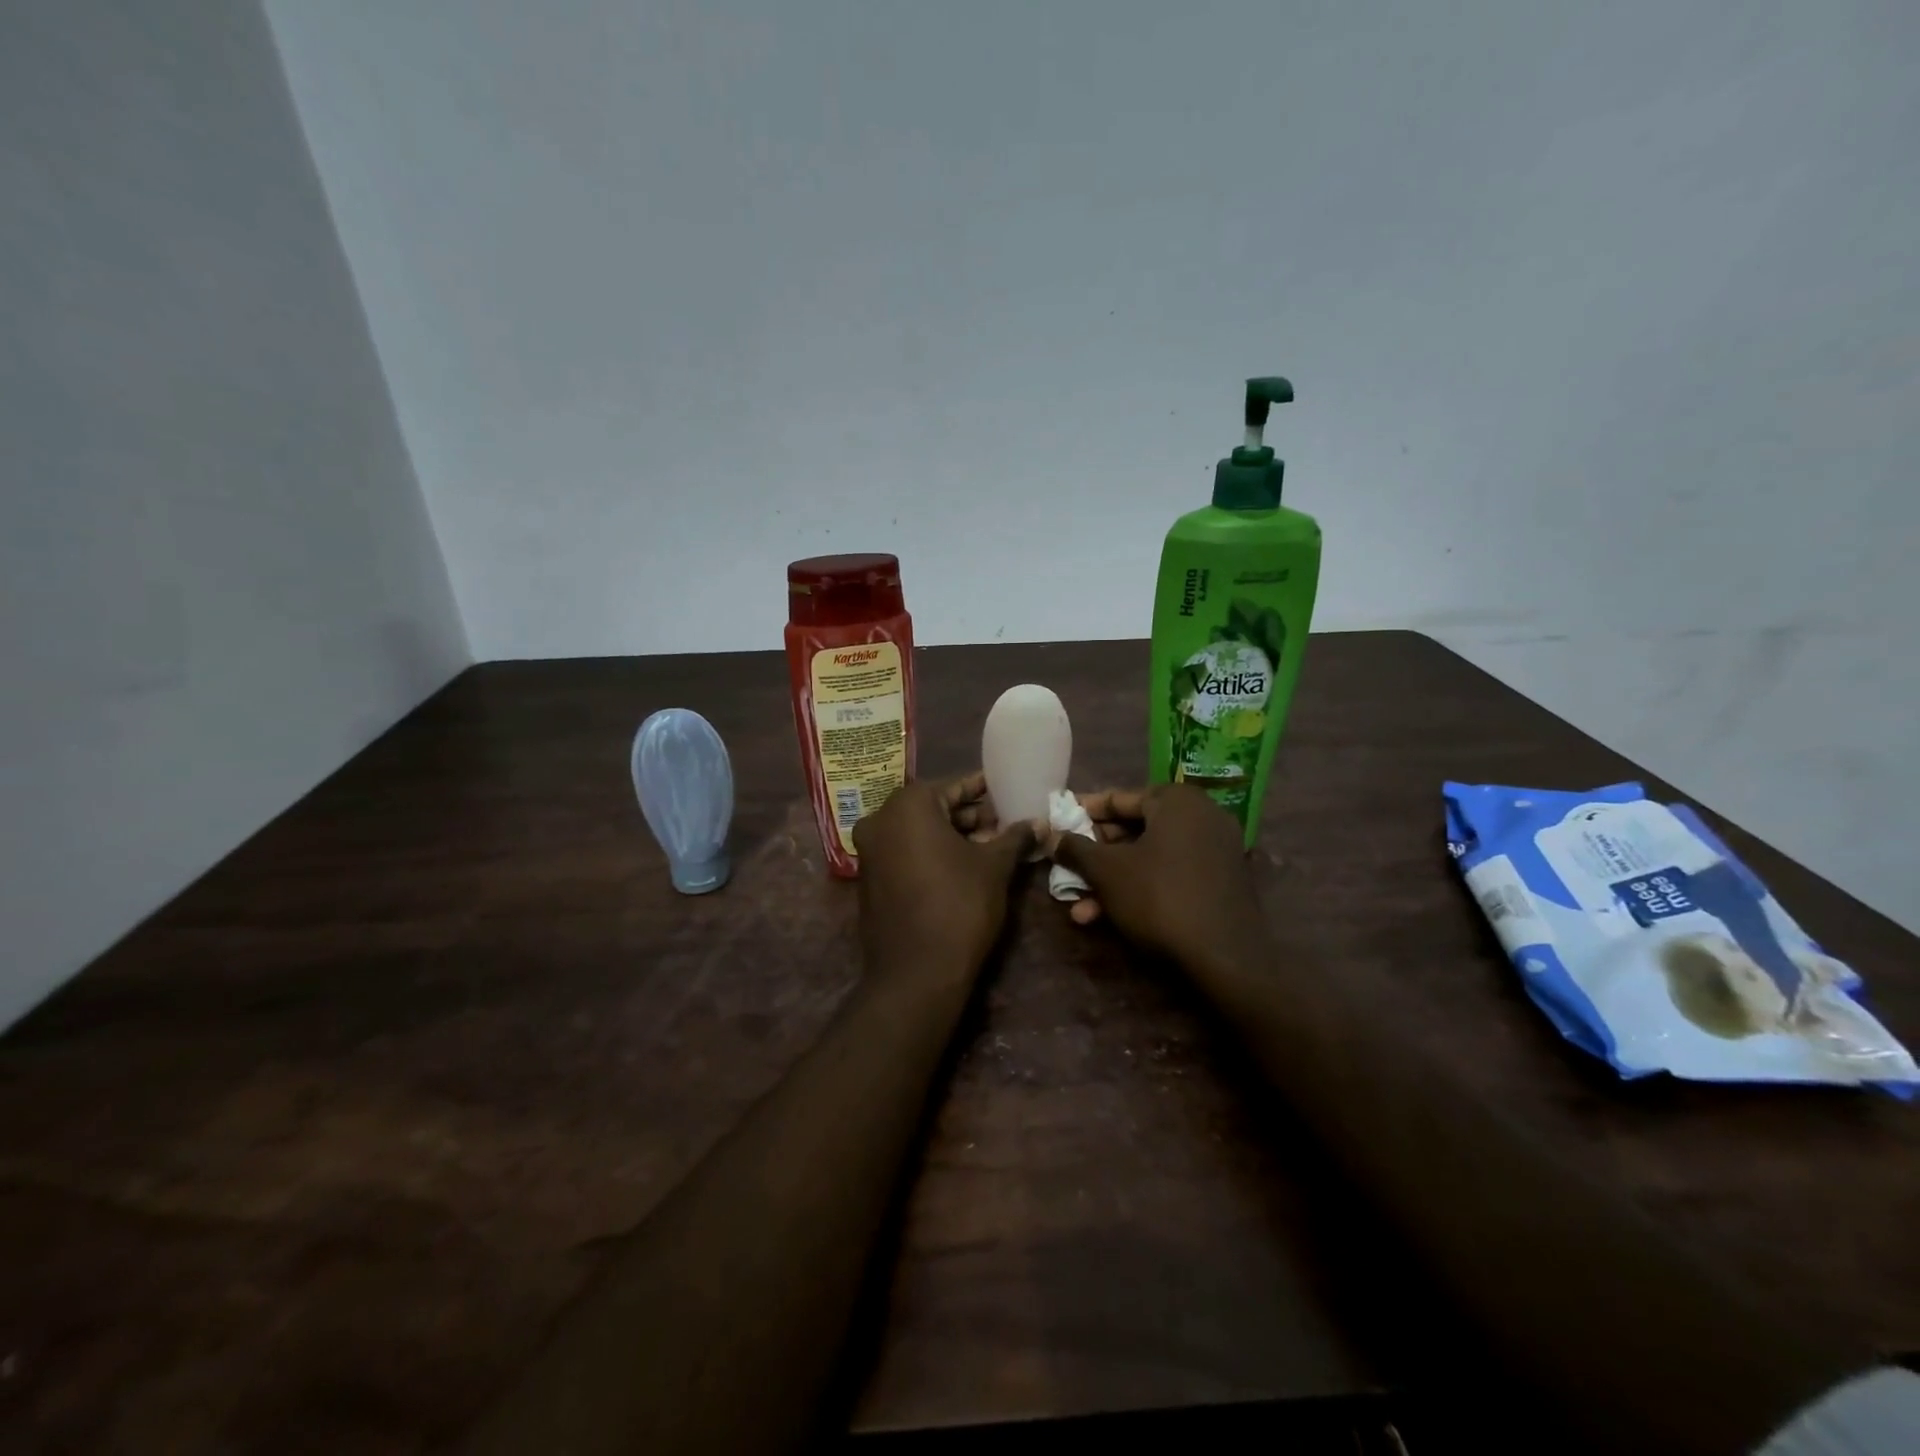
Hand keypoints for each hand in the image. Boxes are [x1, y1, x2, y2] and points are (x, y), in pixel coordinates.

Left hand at [852, 773, 1036, 981]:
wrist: (916, 973)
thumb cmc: (959, 905)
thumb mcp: (994, 867)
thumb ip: (1015, 837)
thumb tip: (1040, 822)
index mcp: (908, 805)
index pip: (954, 787)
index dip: (984, 790)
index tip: (1008, 791)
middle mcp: (881, 820)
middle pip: (934, 808)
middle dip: (970, 815)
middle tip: (1005, 821)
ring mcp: (870, 851)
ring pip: (919, 831)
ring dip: (953, 835)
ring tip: (992, 844)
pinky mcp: (869, 879)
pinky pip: (905, 852)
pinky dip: (932, 853)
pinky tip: (964, 865)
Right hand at [1047, 785, 1264, 971]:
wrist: (1225, 958)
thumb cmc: (1159, 898)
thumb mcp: (1106, 871)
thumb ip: (1075, 849)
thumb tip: (1051, 836)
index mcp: (1177, 801)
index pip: (1119, 798)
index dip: (1083, 813)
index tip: (1057, 823)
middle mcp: (1202, 817)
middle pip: (1135, 829)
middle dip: (1096, 855)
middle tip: (1068, 868)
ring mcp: (1216, 851)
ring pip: (1149, 858)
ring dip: (1112, 881)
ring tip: (1080, 909)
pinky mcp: (1221, 883)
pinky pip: (1170, 874)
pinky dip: (1140, 889)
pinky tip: (1108, 918)